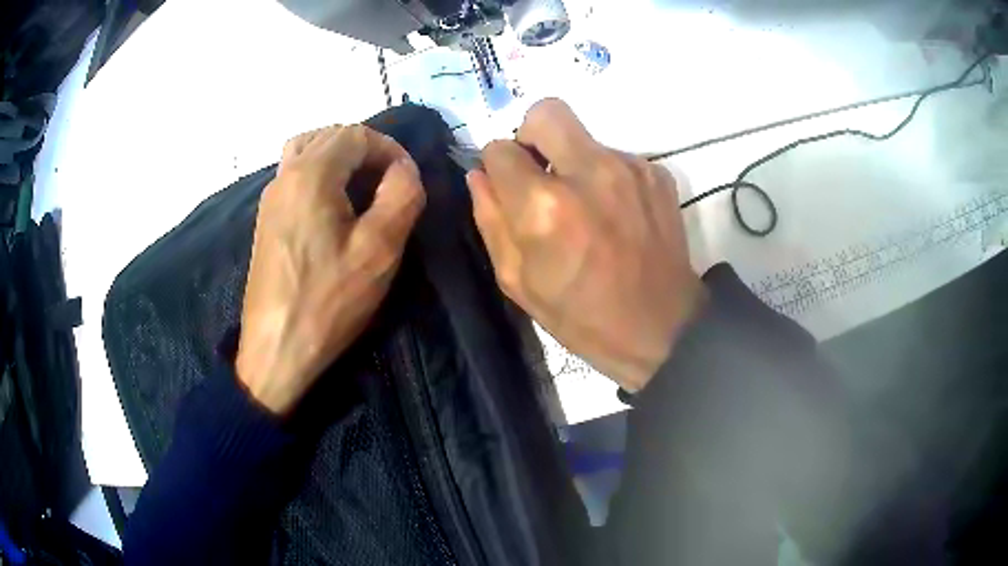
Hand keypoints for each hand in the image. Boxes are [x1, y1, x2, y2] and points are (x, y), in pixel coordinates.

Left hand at [236, 125, 424, 413]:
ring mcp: (270, 198)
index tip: (408, 180)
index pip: (356, 134)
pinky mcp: (266, 220)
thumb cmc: (328, 300)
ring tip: (362, 189)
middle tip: (389, 182)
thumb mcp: (380, 249)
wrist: (277, 348)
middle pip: (328, 136)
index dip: (390, 148)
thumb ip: (402, 196)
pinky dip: (319, 176)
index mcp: (311, 173)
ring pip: (307, 151)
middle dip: (366, 150)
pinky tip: (334, 210)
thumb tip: (404, 170)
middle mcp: (285, 175)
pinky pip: (294, 177)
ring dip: (339, 159)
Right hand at [466, 99, 705, 391]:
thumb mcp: (518, 281)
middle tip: (539, 173)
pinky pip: (616, 156)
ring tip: (586, 208)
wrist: (661, 328)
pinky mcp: (657, 173)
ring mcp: (630, 167)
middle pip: (546, 113)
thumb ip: (490, 220)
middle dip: (531, 135)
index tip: (506, 186)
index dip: (496, 166)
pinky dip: (605, 176)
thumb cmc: (582, 315)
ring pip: (584, 137)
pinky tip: (615, 214)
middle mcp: (589, 171)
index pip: (500, 149)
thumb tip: (478, 175)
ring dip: (572, 161)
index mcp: (545, 206)